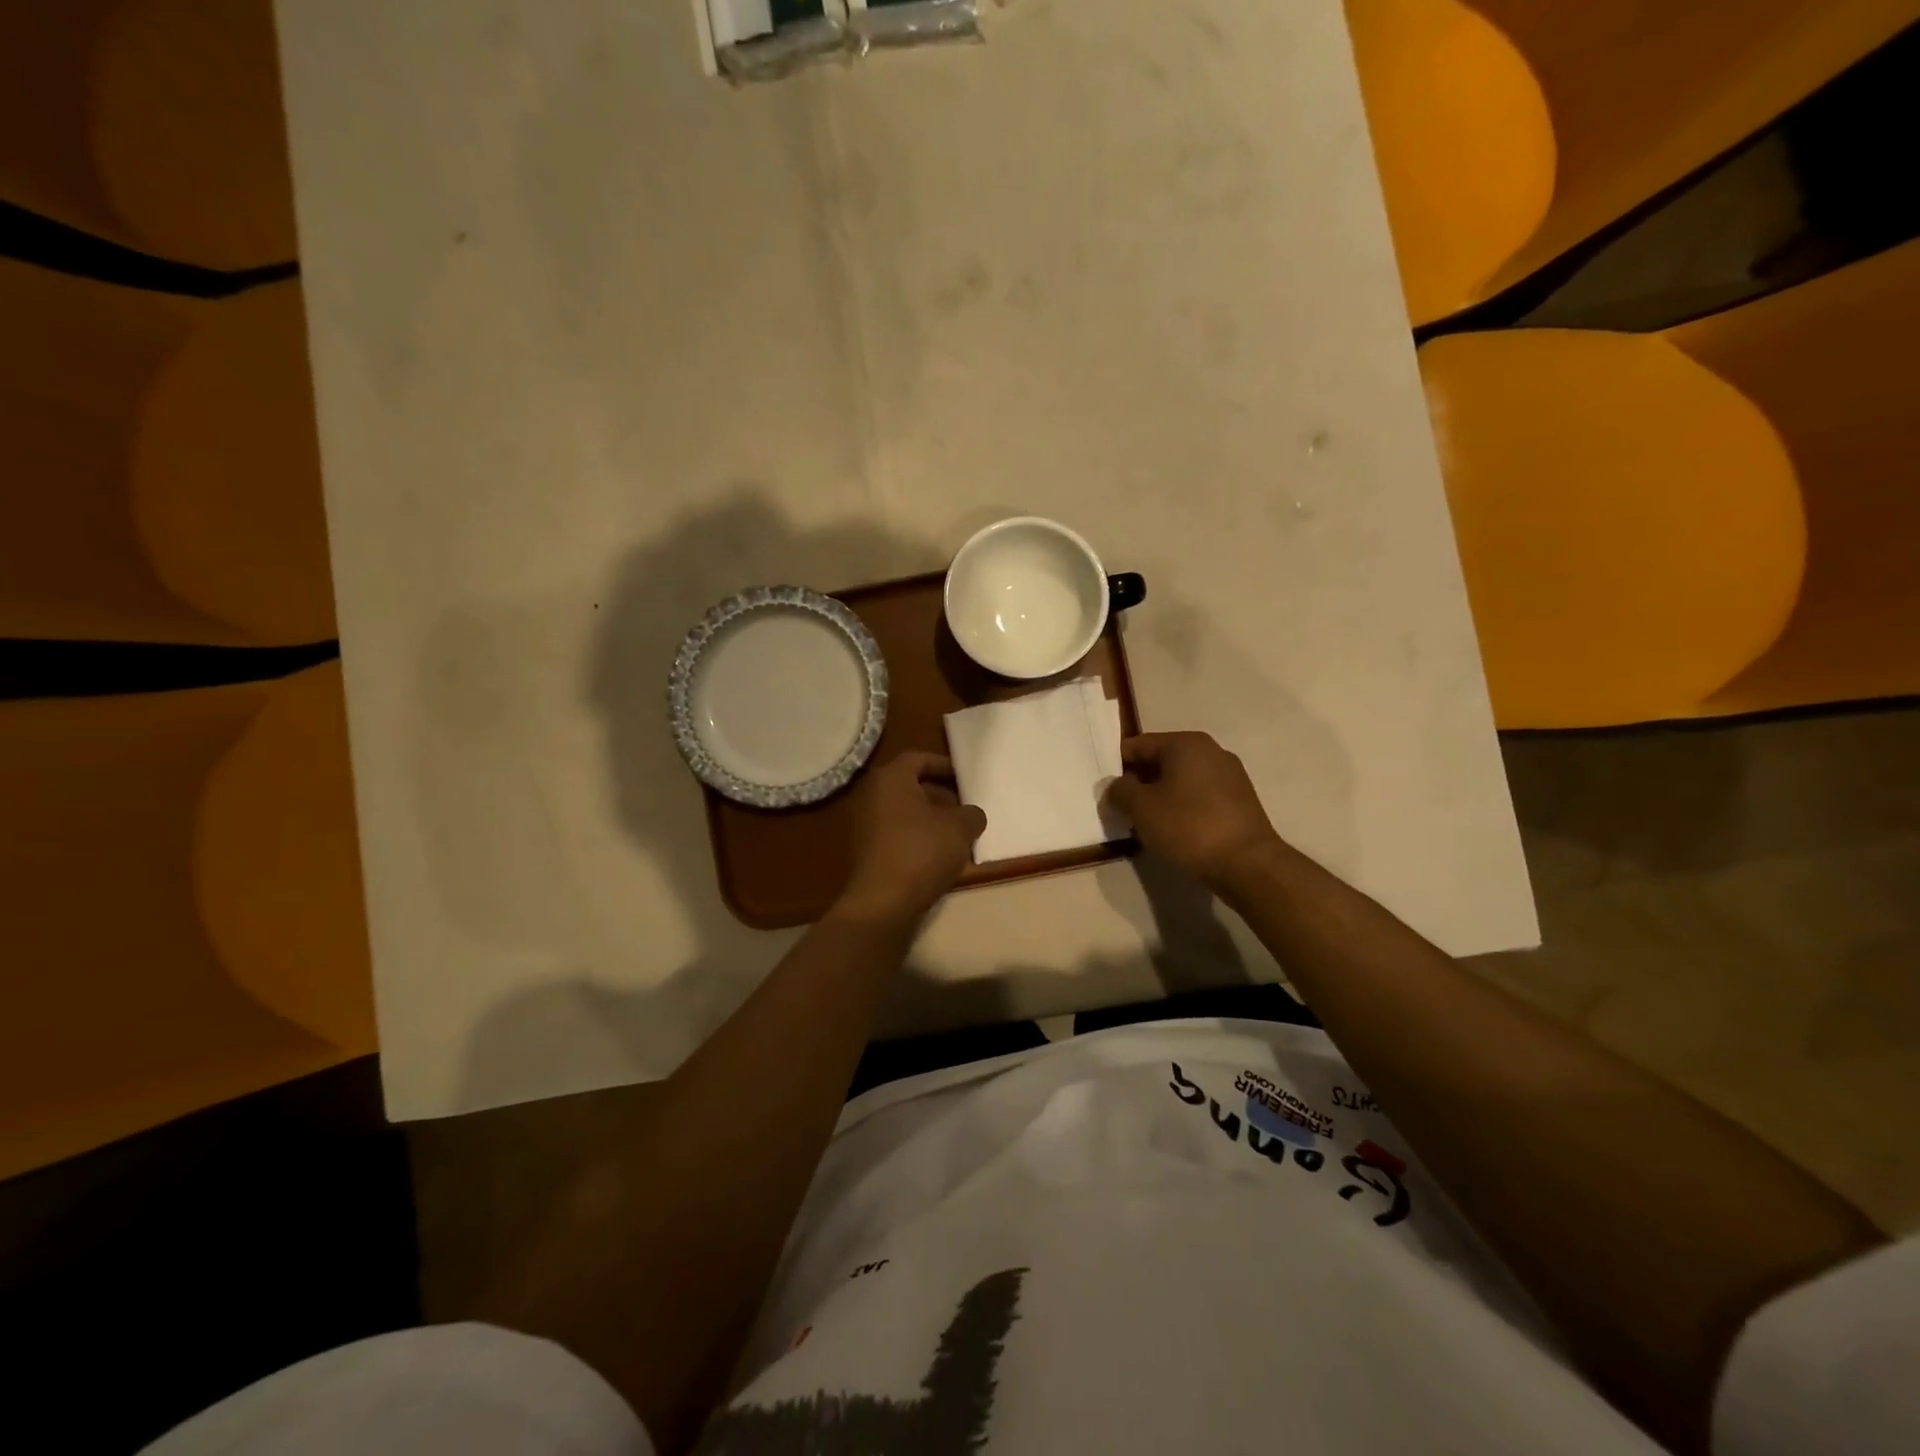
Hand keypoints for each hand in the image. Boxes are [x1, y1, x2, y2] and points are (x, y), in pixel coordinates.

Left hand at [836, 752, 986, 922]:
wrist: (883, 902)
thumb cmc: (922, 852)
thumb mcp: (960, 828)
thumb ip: (971, 813)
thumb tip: (970, 815)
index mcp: (890, 779)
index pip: (919, 759)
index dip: (945, 766)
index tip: (966, 779)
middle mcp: (871, 795)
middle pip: (911, 786)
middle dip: (941, 795)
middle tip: (965, 810)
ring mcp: (865, 824)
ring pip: (905, 812)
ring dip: (931, 819)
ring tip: (958, 835)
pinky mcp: (866, 851)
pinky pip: (897, 834)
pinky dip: (917, 838)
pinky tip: (939, 856)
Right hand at [1108, 732, 1283, 889]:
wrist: (1247, 863)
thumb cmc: (1188, 826)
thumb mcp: (1141, 808)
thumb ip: (1120, 791)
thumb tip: (1116, 786)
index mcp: (1185, 743)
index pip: (1138, 745)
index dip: (1116, 765)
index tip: (1104, 788)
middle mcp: (1210, 751)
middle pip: (1161, 760)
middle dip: (1139, 782)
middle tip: (1121, 807)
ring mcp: (1229, 775)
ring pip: (1180, 779)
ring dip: (1160, 796)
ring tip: (1145, 822)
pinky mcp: (1239, 800)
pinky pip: (1199, 795)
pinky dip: (1182, 806)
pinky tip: (1173, 829)